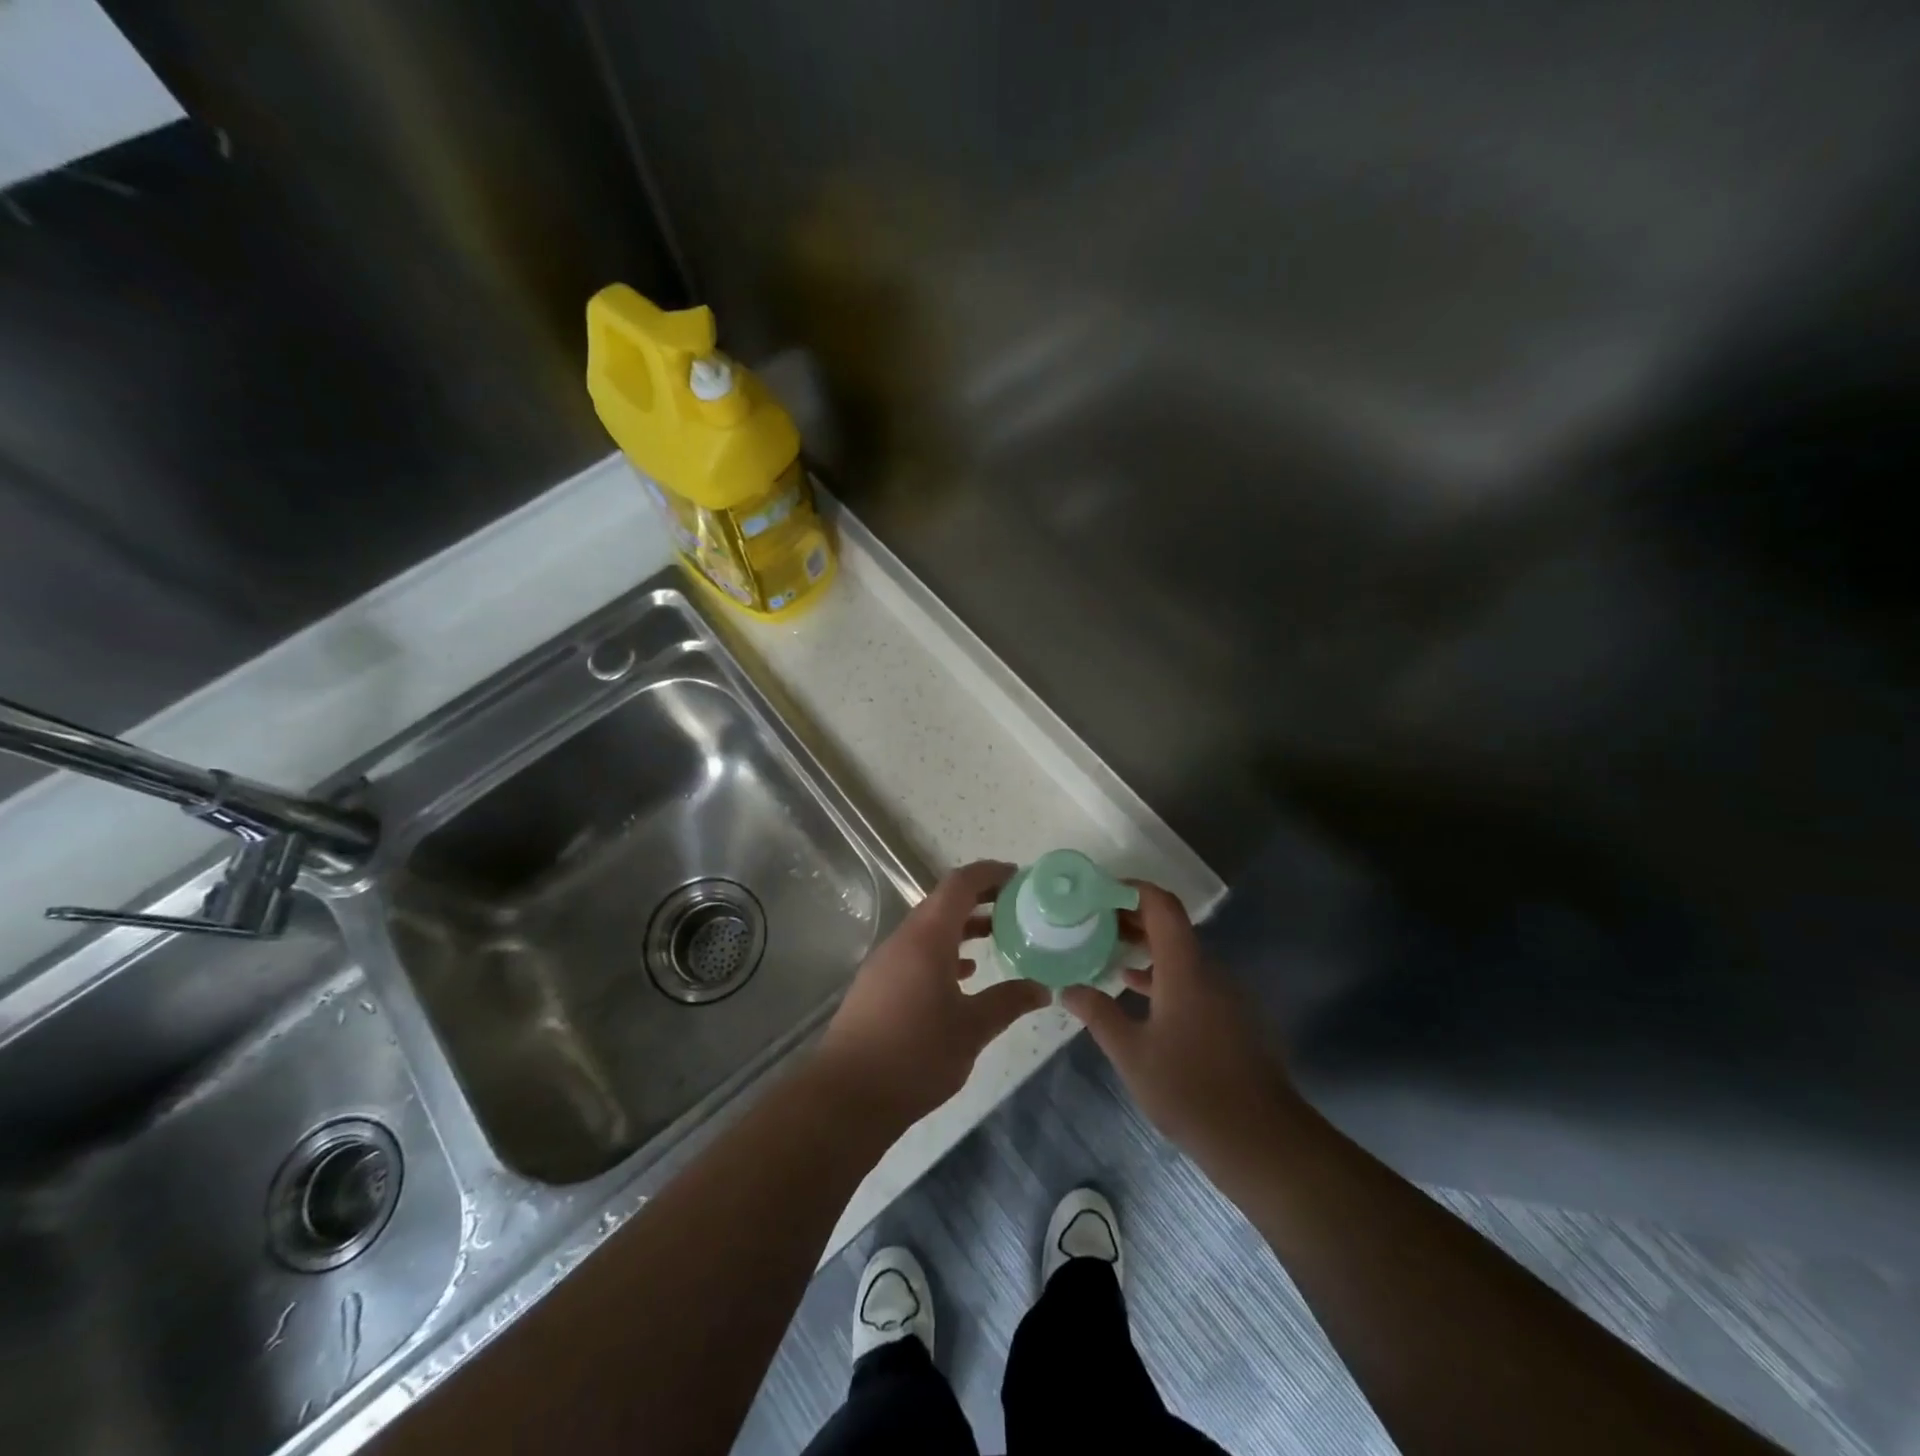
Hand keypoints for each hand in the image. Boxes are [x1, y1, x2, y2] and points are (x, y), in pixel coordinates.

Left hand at [816, 860, 1050, 1129]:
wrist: (847, 1096)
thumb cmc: (915, 1055)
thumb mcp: (972, 1029)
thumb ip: (1008, 1002)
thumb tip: (1041, 989)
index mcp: (927, 938)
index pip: (959, 885)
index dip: (989, 874)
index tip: (1019, 877)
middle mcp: (904, 940)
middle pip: (944, 902)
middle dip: (980, 899)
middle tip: (1017, 906)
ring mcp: (887, 962)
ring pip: (930, 928)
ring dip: (963, 926)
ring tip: (998, 936)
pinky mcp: (878, 984)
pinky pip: (917, 951)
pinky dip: (944, 951)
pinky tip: (965, 974)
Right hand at [1061, 883, 1300, 1169]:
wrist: (1261, 1139)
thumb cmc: (1190, 1090)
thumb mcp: (1131, 1053)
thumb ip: (1098, 1014)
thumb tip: (1067, 989)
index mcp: (1185, 968)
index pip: (1161, 905)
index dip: (1131, 890)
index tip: (1099, 893)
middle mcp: (1209, 970)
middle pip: (1171, 926)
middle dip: (1131, 919)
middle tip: (1092, 923)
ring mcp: (1225, 994)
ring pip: (1181, 954)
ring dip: (1146, 948)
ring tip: (1107, 953)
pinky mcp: (1232, 1017)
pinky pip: (1193, 978)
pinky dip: (1163, 974)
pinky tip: (1137, 992)